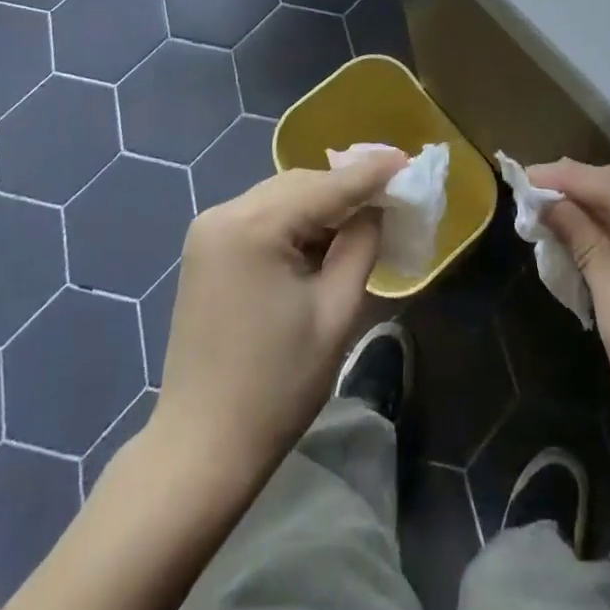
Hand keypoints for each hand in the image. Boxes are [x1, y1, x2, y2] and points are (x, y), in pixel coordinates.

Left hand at [154, 153, 404, 481]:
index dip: (372, 172)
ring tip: (364, 215)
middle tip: (391, 192)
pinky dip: (295, 221)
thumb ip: (361, 245)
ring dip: (322, 204)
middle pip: (301, 184)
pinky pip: (262, 216)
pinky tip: (322, 237)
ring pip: (282, 197)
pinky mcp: (206, 249)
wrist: (201, 449)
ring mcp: (209, 229)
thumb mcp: (336, 311)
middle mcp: (225, 212)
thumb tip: (376, 207)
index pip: (327, 186)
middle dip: (346, 187)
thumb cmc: (277, 385)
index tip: (409, 160)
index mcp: (255, 225)